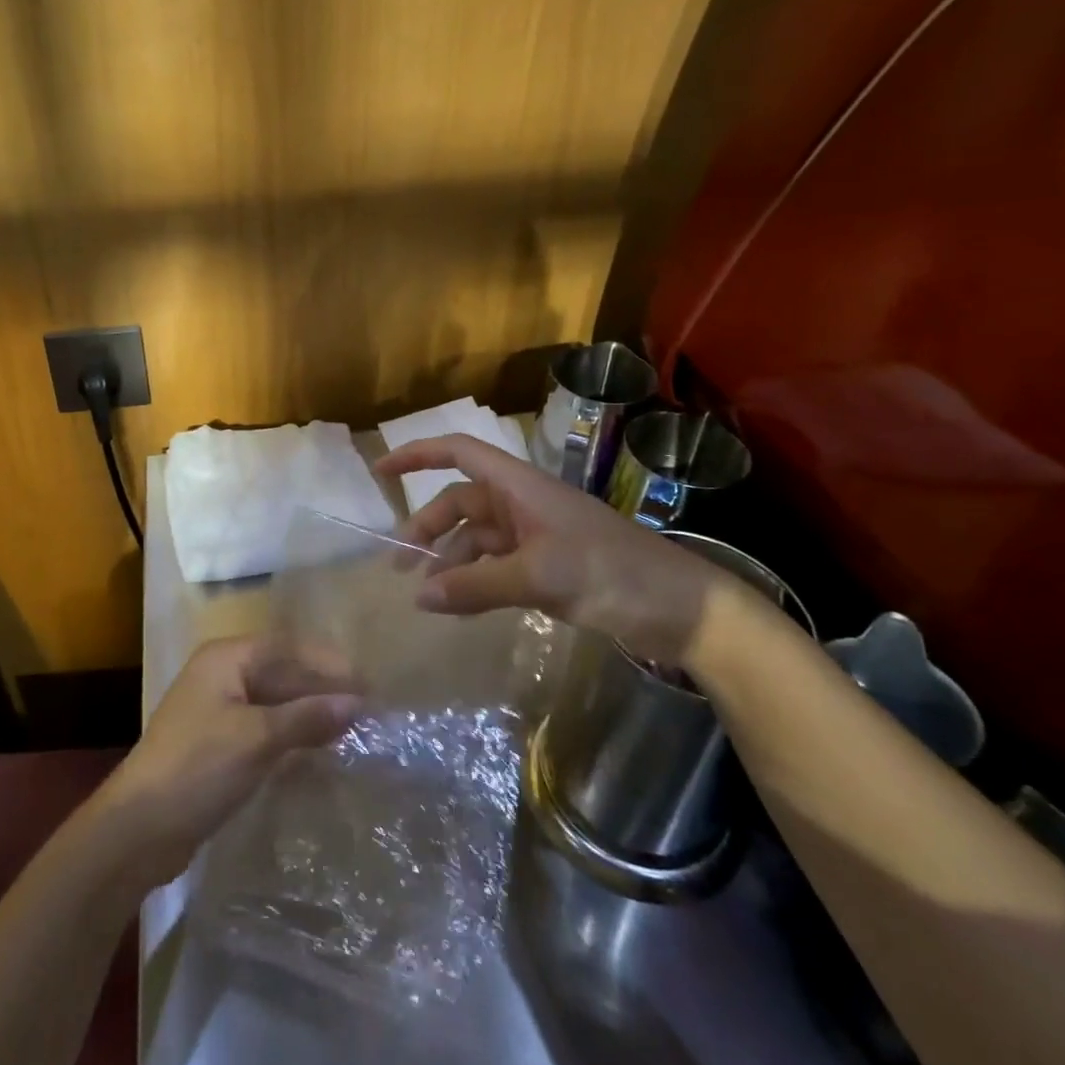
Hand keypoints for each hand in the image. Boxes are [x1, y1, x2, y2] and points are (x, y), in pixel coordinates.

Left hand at [91, 636, 362, 889]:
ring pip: (276, 703)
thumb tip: (358, 702)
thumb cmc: (197, 768)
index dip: (328, 664)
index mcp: (226, 658)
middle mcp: (223, 675)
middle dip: (322, 690)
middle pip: (282, 673)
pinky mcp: (220, 744)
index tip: (368, 684)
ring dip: (310, 714)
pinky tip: (322, 751)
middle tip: (369, 710)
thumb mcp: (256, 739)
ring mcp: (220, 711)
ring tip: (355, 730)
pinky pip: (266, 729)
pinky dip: (293, 736)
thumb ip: (307, 717)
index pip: (287, 647)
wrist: (139, 830)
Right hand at [374, 432, 739, 664]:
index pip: (458, 453)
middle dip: (428, 526)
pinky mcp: (547, 567)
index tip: (380, 470)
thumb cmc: (612, 573)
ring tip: (426, 593)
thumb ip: (476, 586)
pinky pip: (495, 566)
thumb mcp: (540, 577)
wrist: (684, 611)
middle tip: (401, 564)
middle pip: (460, 502)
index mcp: (520, 487)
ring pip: (476, 538)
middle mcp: (522, 504)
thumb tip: (417, 596)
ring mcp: (535, 536)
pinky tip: (459, 606)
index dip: (418, 455)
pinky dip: (474, 582)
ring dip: (449, 559)